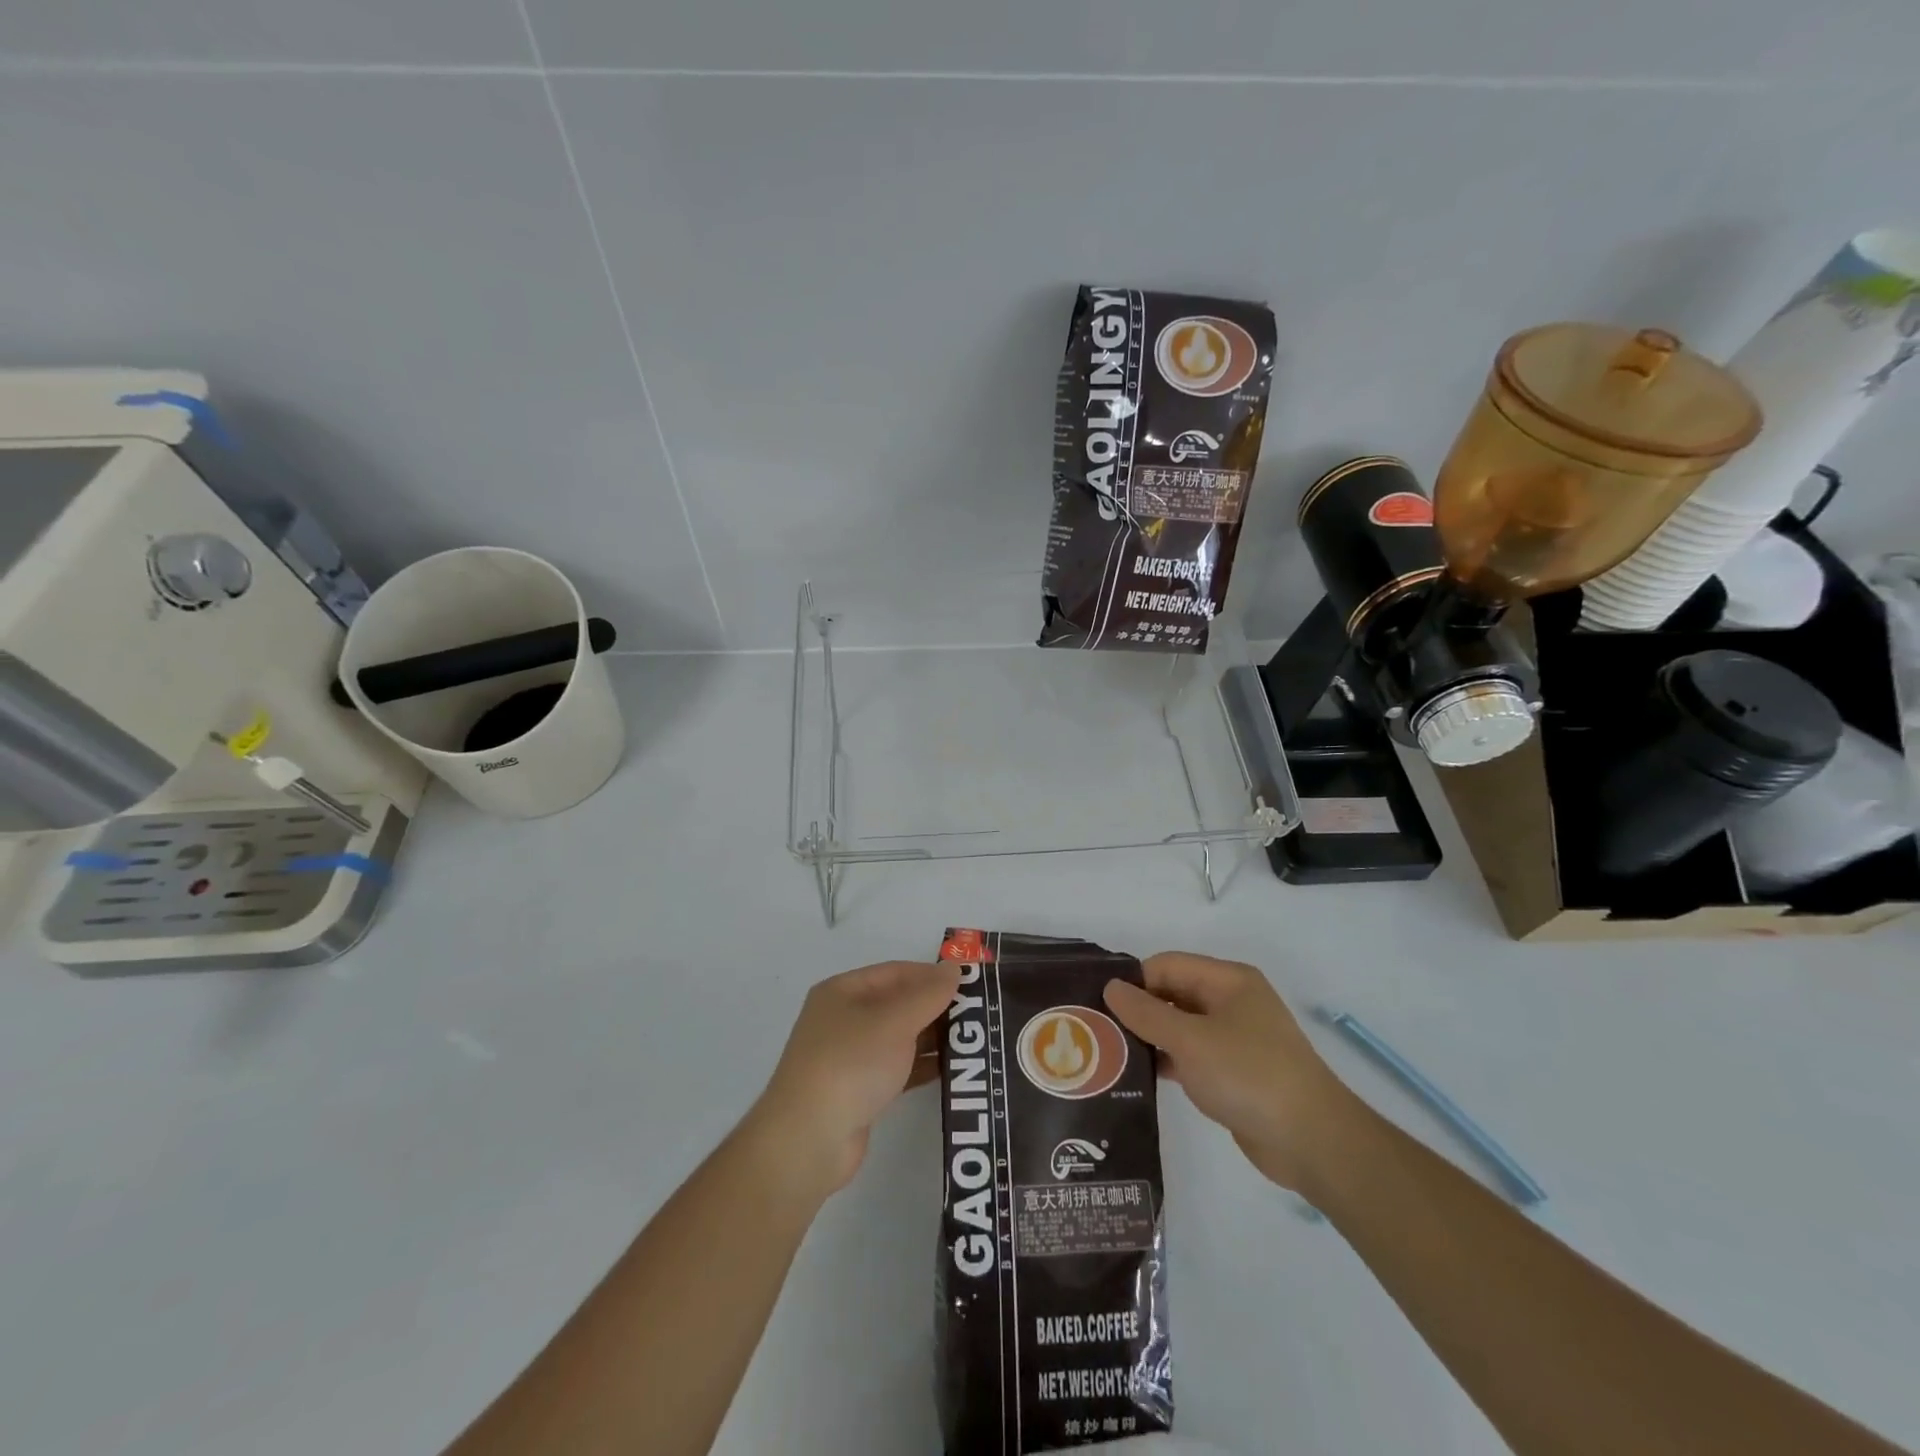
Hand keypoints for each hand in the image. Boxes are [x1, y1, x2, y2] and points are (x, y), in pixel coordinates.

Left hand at [749, 960, 962, 1197]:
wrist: (809, 1141)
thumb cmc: (851, 1064)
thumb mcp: (894, 1021)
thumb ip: (928, 994)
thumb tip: (954, 968)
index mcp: (843, 991)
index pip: (896, 972)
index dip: (932, 975)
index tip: (971, 984)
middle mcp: (844, 1019)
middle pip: (898, 1004)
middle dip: (936, 1008)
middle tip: (978, 1014)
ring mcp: (849, 1057)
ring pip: (899, 1038)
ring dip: (932, 1039)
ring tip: (973, 1041)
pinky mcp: (859, 1091)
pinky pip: (897, 1068)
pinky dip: (921, 1066)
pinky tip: (950, 1070)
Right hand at [1104, 952, 1352, 1191]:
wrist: (1312, 1141)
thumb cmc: (1249, 1075)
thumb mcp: (1190, 1040)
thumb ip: (1146, 1013)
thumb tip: (1111, 987)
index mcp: (1228, 981)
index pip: (1167, 965)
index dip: (1134, 982)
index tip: (1099, 1005)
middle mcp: (1232, 1002)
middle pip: (1173, 994)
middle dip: (1138, 1010)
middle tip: (1097, 1031)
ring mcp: (1235, 1039)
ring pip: (1180, 1027)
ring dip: (1150, 1038)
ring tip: (1108, 1054)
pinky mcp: (1235, 1073)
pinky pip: (1191, 1056)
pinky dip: (1168, 1062)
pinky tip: (1138, 1078)